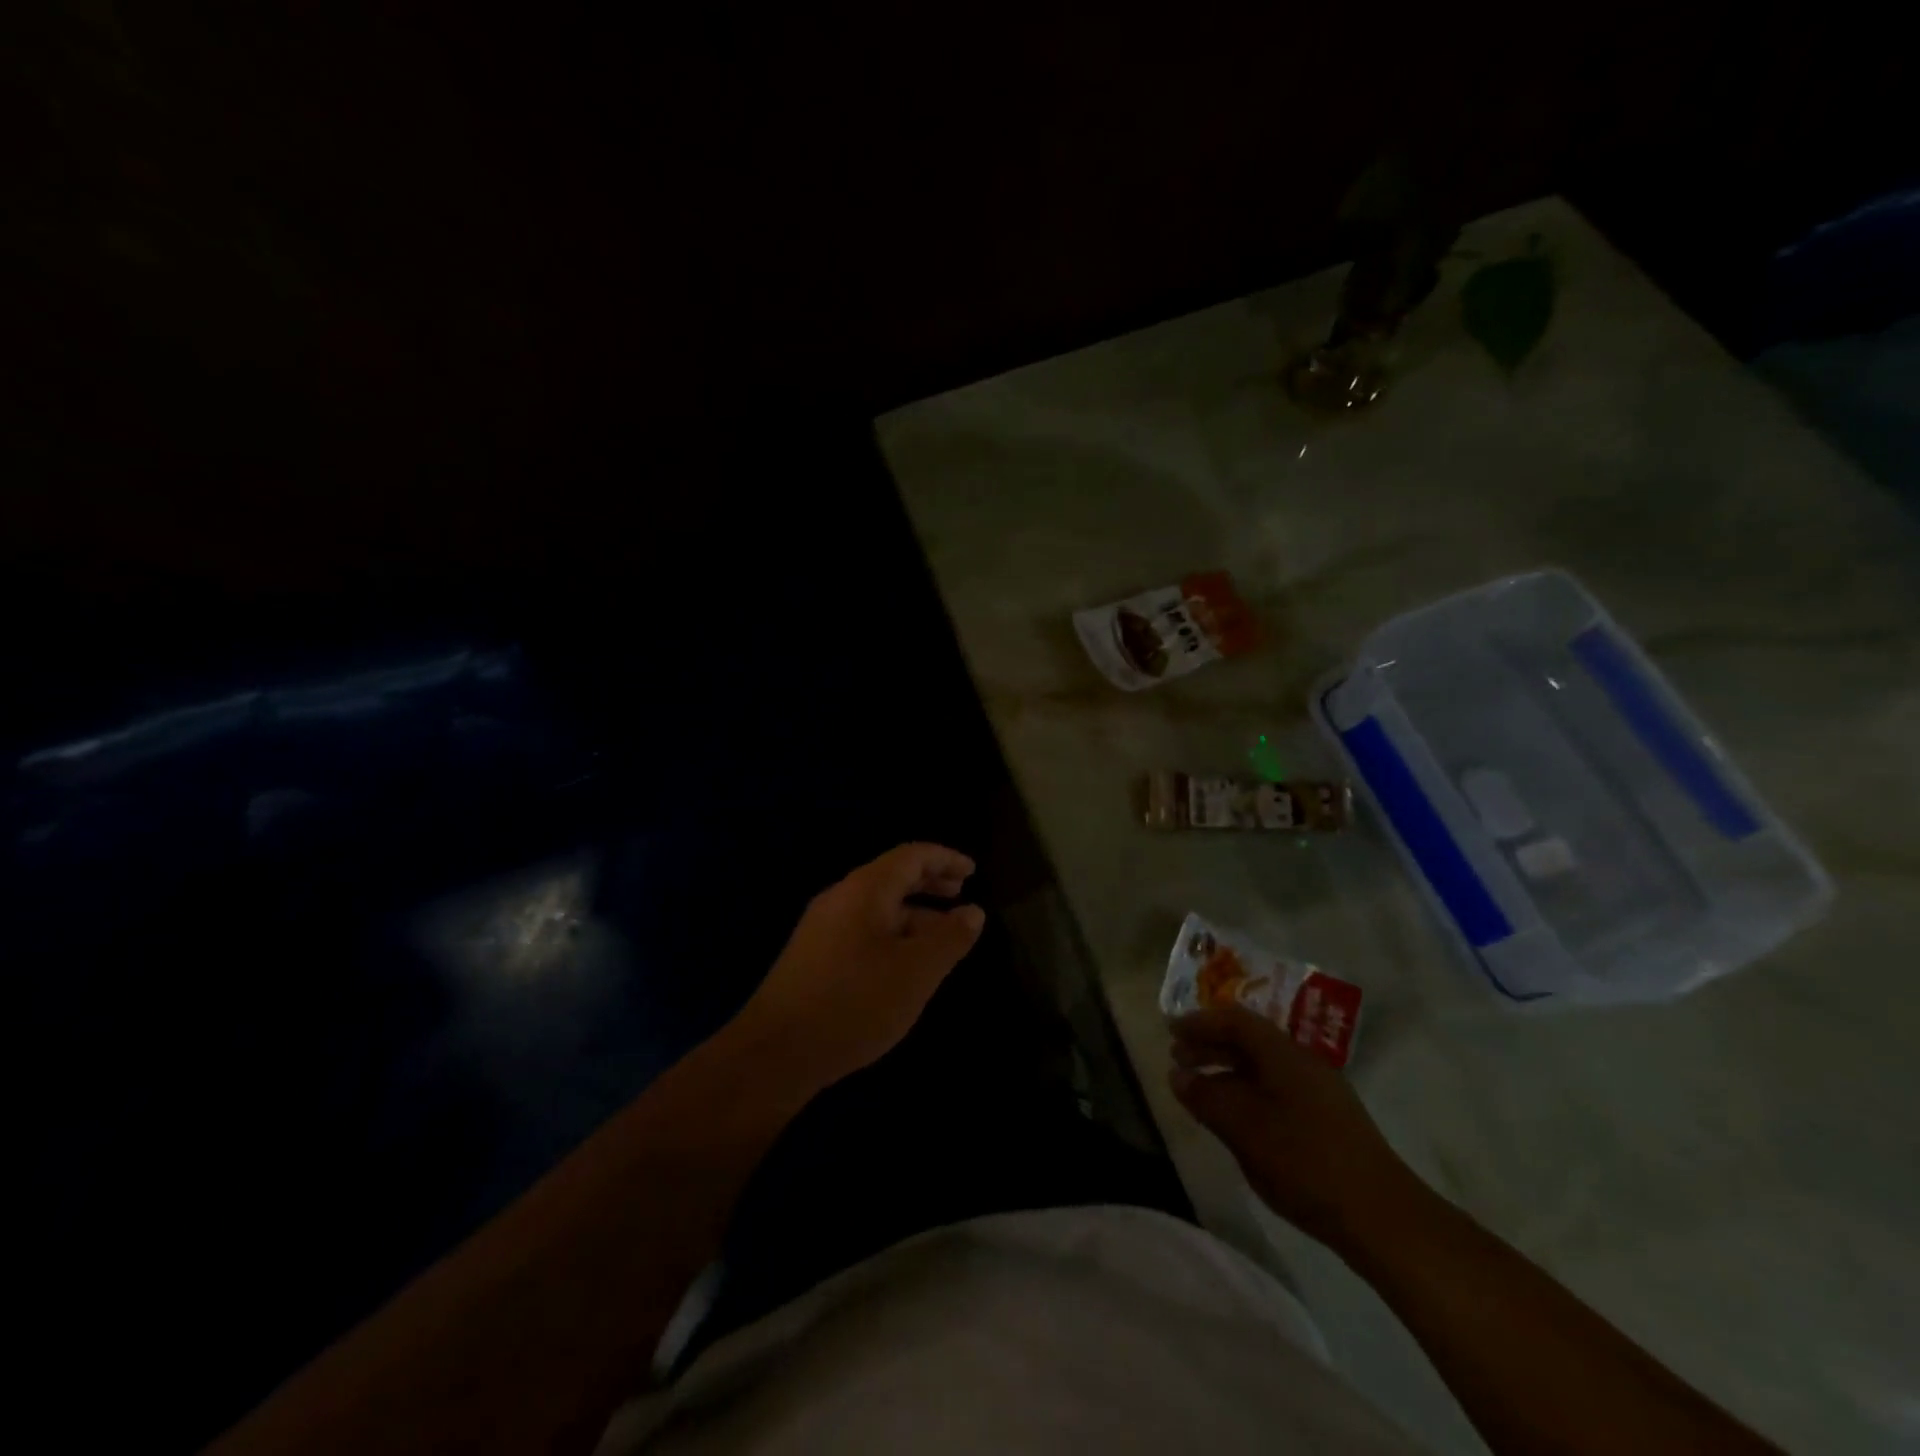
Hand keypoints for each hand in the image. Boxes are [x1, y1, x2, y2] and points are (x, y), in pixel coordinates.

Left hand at [737, 843, 985, 1092]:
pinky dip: (893, 934)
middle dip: (929, 882)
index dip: (945, 858)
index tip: (973, 871)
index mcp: (865, 890)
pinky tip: (904, 965)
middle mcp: (840, 899)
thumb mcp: (916, 972)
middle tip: (961, 893)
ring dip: (913, 913)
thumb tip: (973, 911)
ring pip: (877, 907)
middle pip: (892, 877)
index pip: (911, 856)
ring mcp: (822, 928)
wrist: (775, 1053)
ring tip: (943, 937)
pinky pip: (862, 930)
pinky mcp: (813, 957)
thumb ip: (949, 938)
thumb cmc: (854, 1003)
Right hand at [1170, 1007, 1419, 1254]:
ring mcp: (1319, 1090)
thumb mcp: (1244, 1128)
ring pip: (1263, 1066)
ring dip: (1228, 1070)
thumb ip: (1207, 1098)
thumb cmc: (1305, 1161)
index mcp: (1283, 1053)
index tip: (1170, 1030)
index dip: (1200, 1022)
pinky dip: (1247, 1091)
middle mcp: (1302, 1061)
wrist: (1382, 1216)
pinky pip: (1276, 1087)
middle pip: (1249, 1039)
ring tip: (1201, 1090)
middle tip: (1178, 1058)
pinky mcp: (1327, 1118)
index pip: (1235, 1019)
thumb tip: (1178, 1075)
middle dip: (1211, 1044)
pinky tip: (1236, 1117)